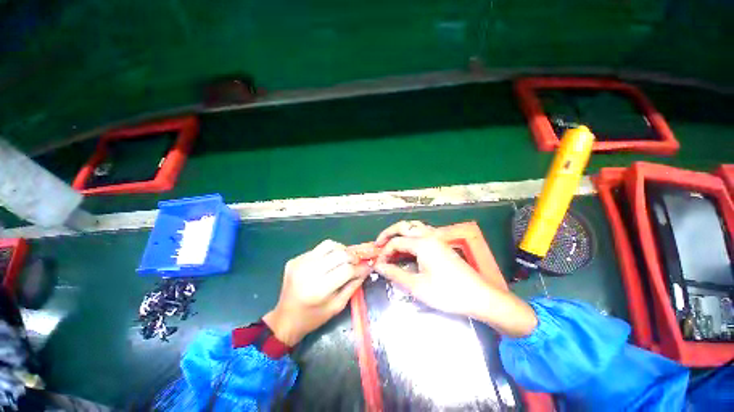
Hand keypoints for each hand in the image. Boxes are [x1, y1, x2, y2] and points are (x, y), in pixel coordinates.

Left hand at [264, 240, 370, 345]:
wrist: (285, 318)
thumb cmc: (314, 317)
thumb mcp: (337, 306)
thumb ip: (353, 285)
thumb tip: (366, 268)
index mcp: (319, 289)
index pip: (347, 269)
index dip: (360, 267)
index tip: (367, 266)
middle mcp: (308, 272)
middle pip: (339, 254)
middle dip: (353, 257)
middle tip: (356, 262)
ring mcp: (300, 263)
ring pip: (329, 245)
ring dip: (341, 250)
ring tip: (343, 259)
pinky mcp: (295, 259)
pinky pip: (318, 249)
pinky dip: (328, 253)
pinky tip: (327, 263)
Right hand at [374, 221, 491, 316]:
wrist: (478, 296)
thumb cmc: (446, 292)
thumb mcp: (417, 286)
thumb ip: (395, 273)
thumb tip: (378, 266)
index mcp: (422, 243)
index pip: (396, 242)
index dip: (384, 252)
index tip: (379, 265)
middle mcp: (428, 235)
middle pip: (403, 226)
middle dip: (388, 233)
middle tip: (378, 244)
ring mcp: (437, 238)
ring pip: (414, 226)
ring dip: (400, 232)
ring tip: (390, 242)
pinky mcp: (441, 243)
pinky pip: (422, 231)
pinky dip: (410, 234)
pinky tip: (408, 244)